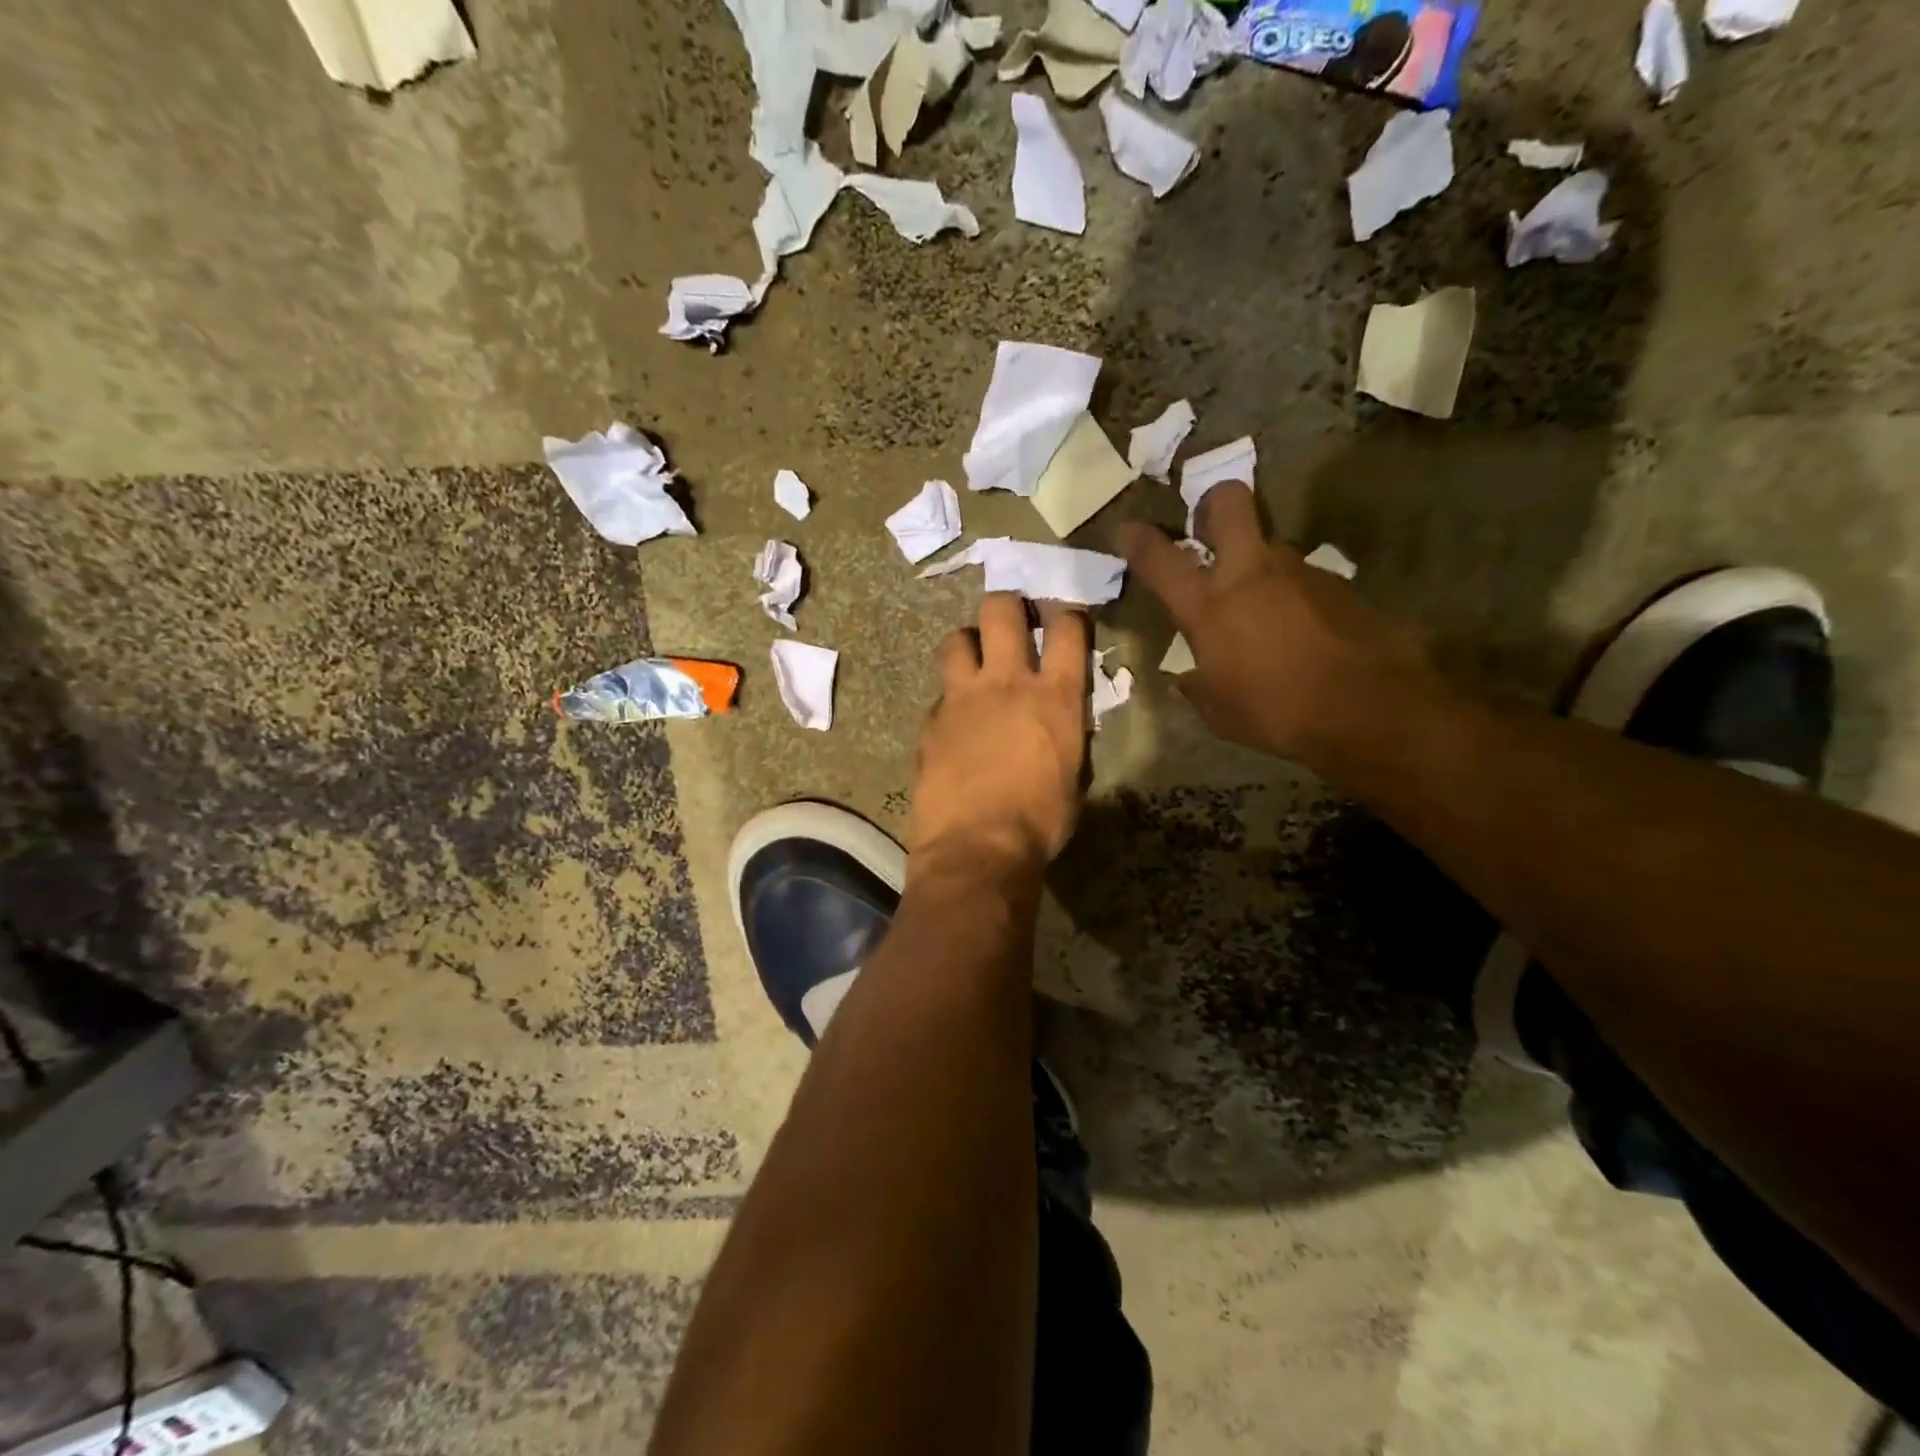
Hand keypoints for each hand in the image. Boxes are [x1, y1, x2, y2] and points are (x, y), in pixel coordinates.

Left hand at [909, 594, 1089, 874]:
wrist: (977, 849)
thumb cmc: (1039, 822)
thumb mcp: (1072, 777)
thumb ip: (1067, 735)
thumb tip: (1063, 723)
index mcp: (1055, 697)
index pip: (1068, 629)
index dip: (1069, 615)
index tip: (1066, 619)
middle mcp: (1007, 683)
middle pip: (1001, 611)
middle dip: (1008, 606)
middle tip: (1012, 620)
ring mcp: (962, 698)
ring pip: (957, 639)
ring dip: (969, 643)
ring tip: (974, 661)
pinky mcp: (931, 720)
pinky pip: (940, 693)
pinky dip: (950, 698)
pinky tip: (954, 720)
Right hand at [1120, 486, 1440, 763]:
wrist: (1368, 707)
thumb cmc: (1276, 712)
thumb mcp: (1219, 712)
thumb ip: (1196, 687)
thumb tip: (1186, 679)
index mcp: (1209, 606)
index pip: (1161, 559)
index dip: (1139, 539)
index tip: (1129, 529)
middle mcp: (1250, 574)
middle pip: (1228, 503)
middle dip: (1211, 505)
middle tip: (1206, 530)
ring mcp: (1298, 571)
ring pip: (1268, 544)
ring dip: (1255, 564)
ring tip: (1259, 609)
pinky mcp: (1337, 583)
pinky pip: (1301, 577)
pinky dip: (1291, 595)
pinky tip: (1299, 632)